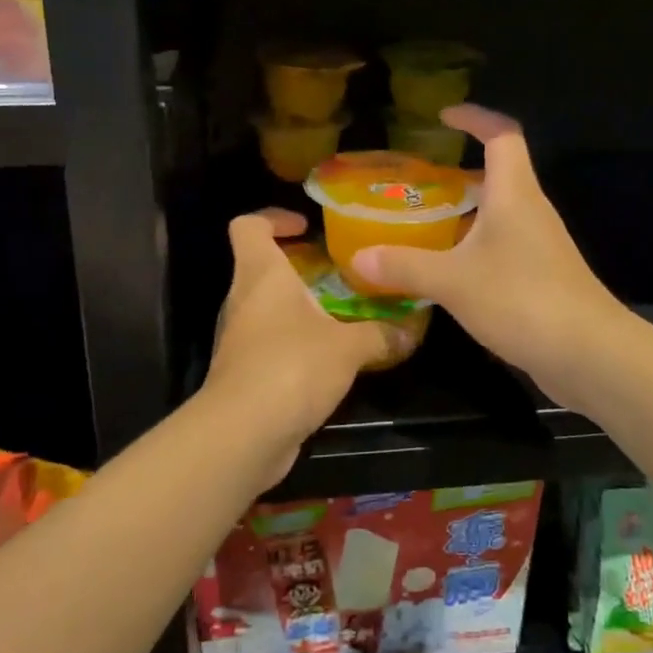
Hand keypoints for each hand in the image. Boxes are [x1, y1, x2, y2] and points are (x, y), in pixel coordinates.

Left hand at [201, 209, 397, 478]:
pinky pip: (273, 342)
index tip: (307, 226)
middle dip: (302, 265)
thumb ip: (381, 334)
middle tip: (344, 272)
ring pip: (270, 307)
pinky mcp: (245, 372)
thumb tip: (411, 331)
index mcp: (261, 275)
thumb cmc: (291, 367)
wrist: (242, 435)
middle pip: (263, 266)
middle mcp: (244, 299)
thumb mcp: (349, 347)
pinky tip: (333, 356)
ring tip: (346, 312)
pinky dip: (298, 341)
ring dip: (303, 306)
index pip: (248, 226)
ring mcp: (240, 338)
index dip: (273, 217)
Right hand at [352, 106, 622, 384]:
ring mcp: (541, 244)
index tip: (444, 116)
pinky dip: (475, 246)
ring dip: (466, 212)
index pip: (502, 135)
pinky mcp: (543, 276)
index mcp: (515, 194)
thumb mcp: (453, 281)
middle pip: (500, 173)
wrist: (588, 353)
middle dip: (460, 170)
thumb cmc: (522, 299)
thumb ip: (405, 266)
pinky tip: (450, 270)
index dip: (476, 118)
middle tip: (419, 181)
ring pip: (501, 213)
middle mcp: (531, 210)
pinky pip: (504, 246)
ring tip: (424, 223)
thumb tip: (357, 258)